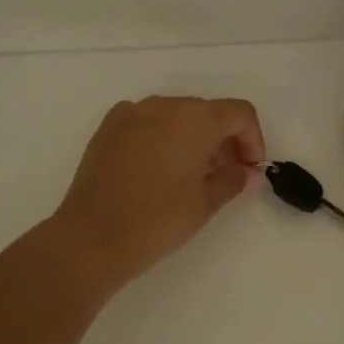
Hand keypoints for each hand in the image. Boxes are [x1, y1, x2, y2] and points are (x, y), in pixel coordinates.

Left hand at [50, 96, 265, 292]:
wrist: (91, 238)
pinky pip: (146, 122)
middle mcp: (163, 105)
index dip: (252, 139)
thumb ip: (233, 179)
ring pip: (175, 115)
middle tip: (225, 175)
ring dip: (192, 137)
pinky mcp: (107, 128)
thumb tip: (249, 173)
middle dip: (223, 139)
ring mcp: (131, 113)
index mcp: (195, 118)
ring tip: (191, 175)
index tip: (249, 169)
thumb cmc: (158, 220)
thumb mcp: (205, 203)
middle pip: (207, 111)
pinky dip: (161, 137)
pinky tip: (157, 170)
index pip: (239, 113)